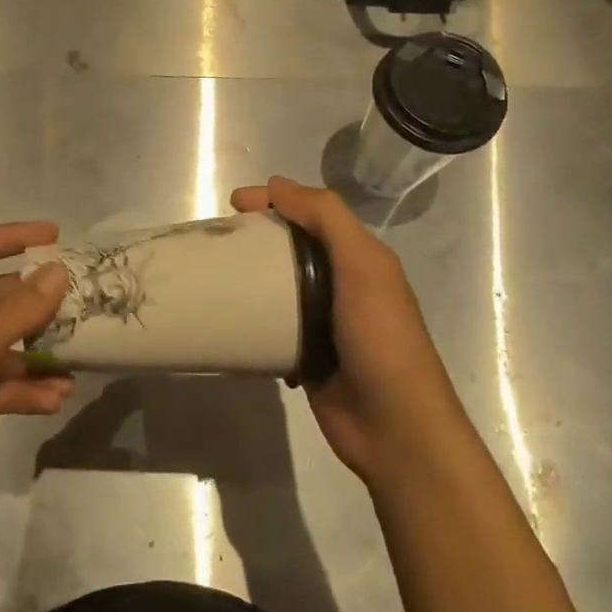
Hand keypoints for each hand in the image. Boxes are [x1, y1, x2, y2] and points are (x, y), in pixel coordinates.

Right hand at [231, 177, 468, 485]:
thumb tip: (277, 184)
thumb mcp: (363, 266)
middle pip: (293, 249)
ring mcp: (325, 324)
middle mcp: (344, 285)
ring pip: (280, 288)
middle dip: (258, 238)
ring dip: (251, 279)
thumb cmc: (380, 338)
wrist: (394, 426)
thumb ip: (327, 219)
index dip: (276, 201)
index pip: (313, 214)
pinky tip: (230, 319)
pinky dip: (253, 320)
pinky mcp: (307, 358)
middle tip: (220, 240)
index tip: (234, 203)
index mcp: (361, 259)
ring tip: (216, 276)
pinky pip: (273, 328)